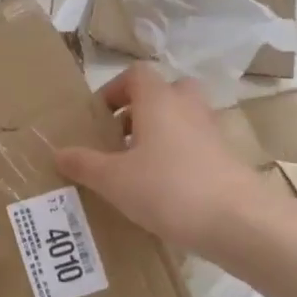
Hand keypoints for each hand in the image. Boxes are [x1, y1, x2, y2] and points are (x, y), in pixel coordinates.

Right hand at [56, 65, 269, 254]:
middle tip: (120, 138)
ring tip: (137, 168)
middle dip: (141, 110)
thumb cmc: (168, 189)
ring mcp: (212, 132)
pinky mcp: (227, 159)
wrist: (238, 222)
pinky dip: (178, 158)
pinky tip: (163, 190)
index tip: (97, 118)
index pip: (136, 74)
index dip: (114, 90)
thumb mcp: (114, 180)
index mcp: (158, 100)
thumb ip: (84, 164)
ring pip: (182, 120)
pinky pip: (196, 146)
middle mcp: (187, 107)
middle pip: (165, 92)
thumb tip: (58, 153)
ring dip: (159, 135)